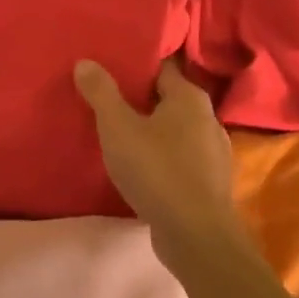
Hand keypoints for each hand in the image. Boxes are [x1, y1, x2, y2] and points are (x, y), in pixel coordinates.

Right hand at [73, 59, 245, 262]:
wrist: (197, 235)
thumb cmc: (157, 170)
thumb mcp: (118, 128)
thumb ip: (101, 93)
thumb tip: (85, 61)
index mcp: (190, 97)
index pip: (162, 66)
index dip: (137, 63)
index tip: (112, 62)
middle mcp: (208, 118)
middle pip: (169, 97)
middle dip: (141, 97)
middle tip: (108, 96)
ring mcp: (212, 152)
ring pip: (176, 129)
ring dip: (152, 129)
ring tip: (120, 131)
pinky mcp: (209, 181)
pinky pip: (180, 156)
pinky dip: (162, 155)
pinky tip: (141, 165)